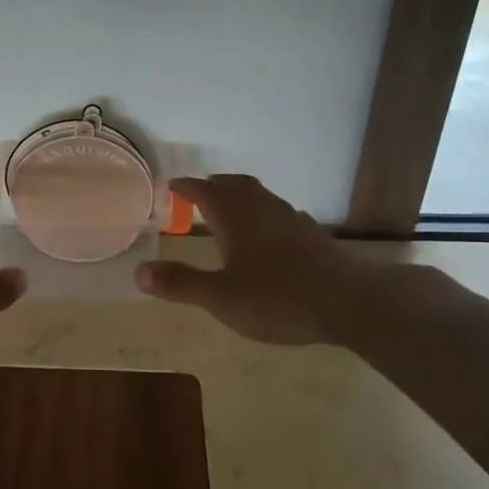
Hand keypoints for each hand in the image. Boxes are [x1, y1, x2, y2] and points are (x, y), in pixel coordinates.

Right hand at [135, 175, 386, 346]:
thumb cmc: (277, 298)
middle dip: (214, 186)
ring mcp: (292, 220)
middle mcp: (263, 209)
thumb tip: (139, 272)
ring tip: (229, 211)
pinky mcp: (312, 236)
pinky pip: (279, 214)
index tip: (171, 186)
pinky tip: (268, 235)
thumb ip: (180, 284)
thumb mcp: (220, 297)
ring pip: (261, 197)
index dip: (186, 187)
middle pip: (235, 185)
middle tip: (199, 194)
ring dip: (241, 197)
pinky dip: (263, 215)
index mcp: (236, 217)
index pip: (204, 191)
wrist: (349, 303)